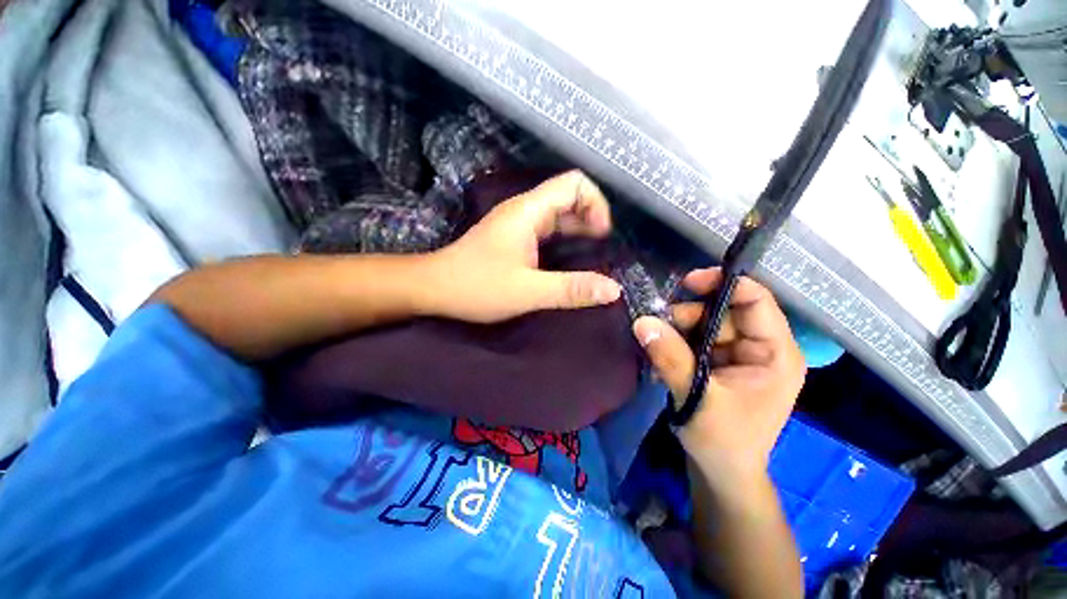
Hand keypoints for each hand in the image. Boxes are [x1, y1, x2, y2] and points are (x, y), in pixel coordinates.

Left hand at [425, 170, 622, 323]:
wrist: (434, 288)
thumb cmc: (476, 287)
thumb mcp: (527, 292)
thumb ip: (571, 290)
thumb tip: (613, 290)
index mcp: (528, 211)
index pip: (574, 183)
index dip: (596, 203)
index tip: (602, 236)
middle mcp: (525, 210)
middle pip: (568, 196)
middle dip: (591, 217)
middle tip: (603, 248)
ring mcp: (518, 223)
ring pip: (558, 214)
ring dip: (579, 229)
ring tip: (594, 254)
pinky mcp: (513, 237)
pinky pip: (547, 229)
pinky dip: (565, 239)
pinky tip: (570, 259)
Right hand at [632, 269, 805, 488]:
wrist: (721, 472)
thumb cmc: (723, 441)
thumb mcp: (698, 398)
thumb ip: (671, 357)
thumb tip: (642, 321)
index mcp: (775, 354)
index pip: (756, 301)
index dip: (724, 284)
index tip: (687, 283)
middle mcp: (760, 348)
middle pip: (726, 310)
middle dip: (691, 312)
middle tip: (659, 322)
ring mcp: (738, 355)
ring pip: (707, 322)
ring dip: (679, 326)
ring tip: (656, 339)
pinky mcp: (719, 362)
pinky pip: (696, 338)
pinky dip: (677, 338)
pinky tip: (661, 348)